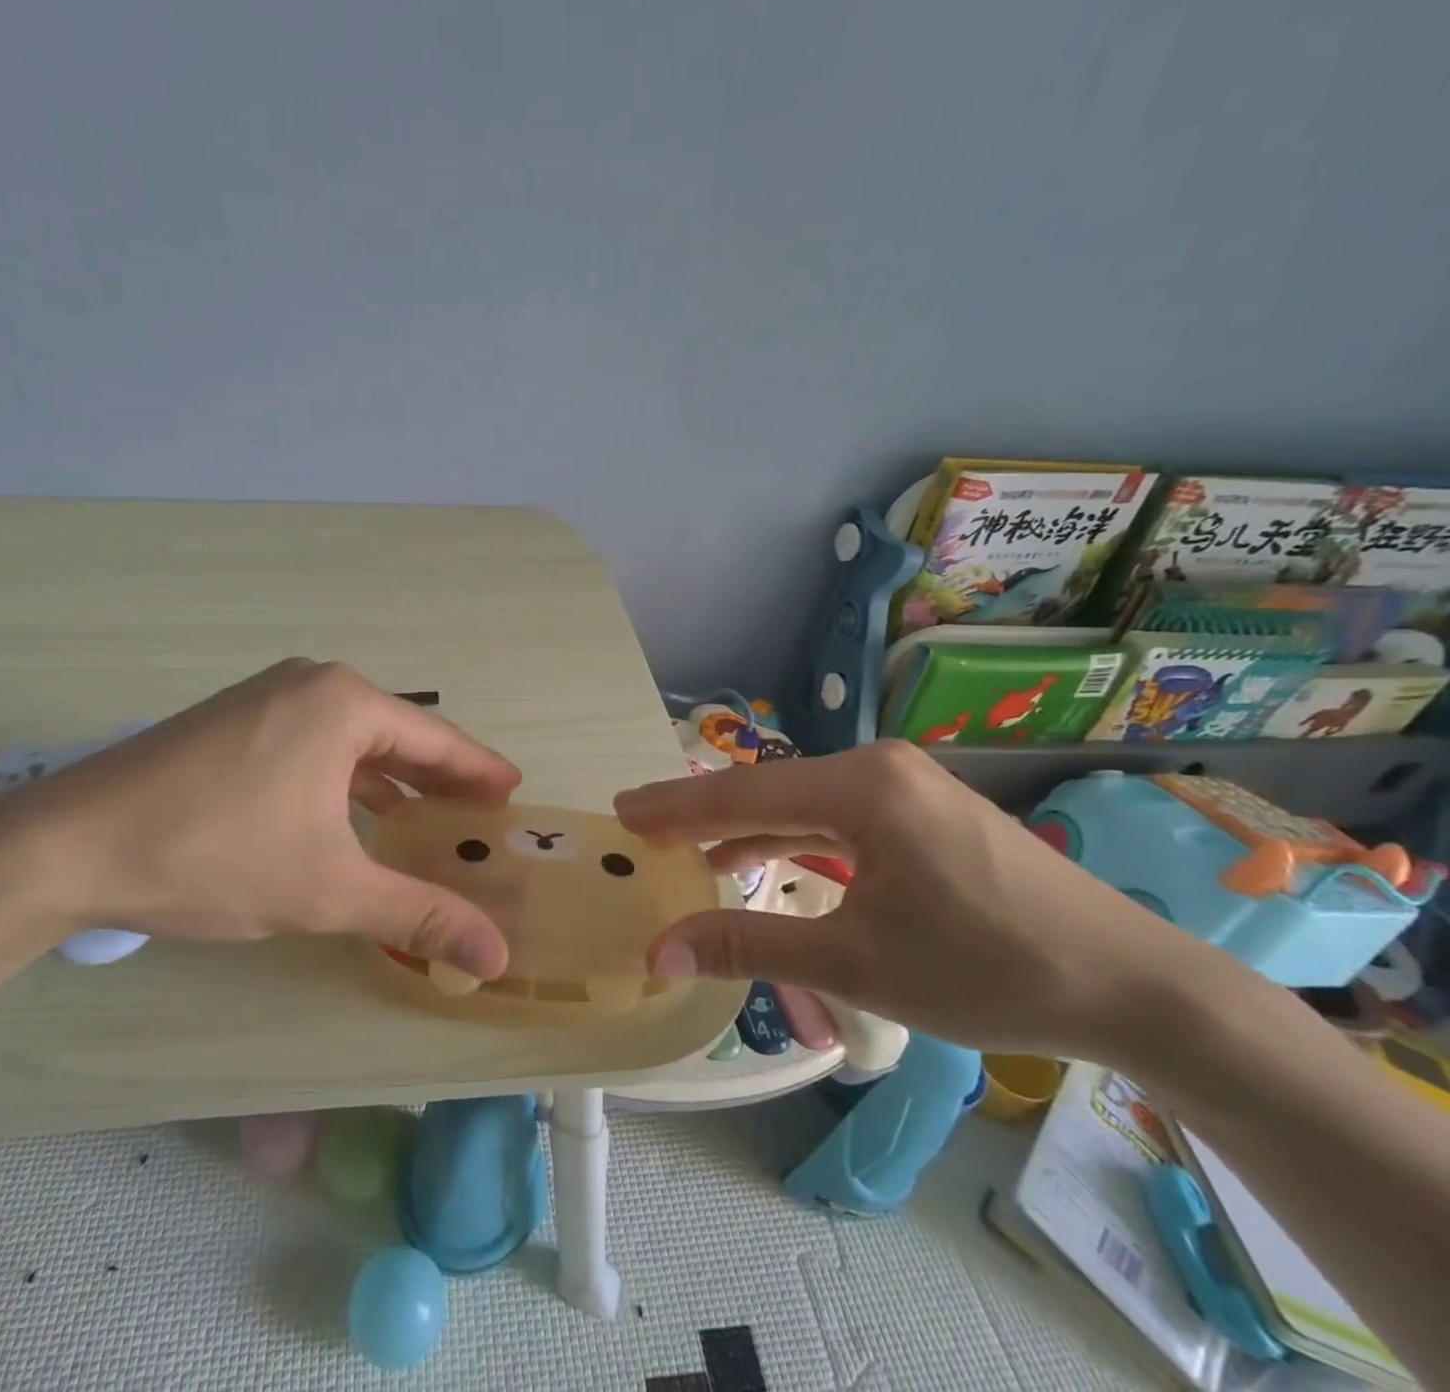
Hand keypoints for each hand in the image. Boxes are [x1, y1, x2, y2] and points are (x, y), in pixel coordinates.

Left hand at [0, 660, 521, 976]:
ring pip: (351, 741)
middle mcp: (310, 684)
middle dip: (437, 779)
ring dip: (389, 782)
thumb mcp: (328, 889)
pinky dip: (343, 781)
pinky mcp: (234, 721)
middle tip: (476, 816)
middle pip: (396, 735)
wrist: (68, 843)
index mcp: (344, 703)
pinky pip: (312, 745)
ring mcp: (266, 698)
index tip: (513, 793)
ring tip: (423, 822)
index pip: (436, 739)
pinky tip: (350, 818)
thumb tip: (496, 959)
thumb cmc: (215, 854)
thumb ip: (418, 914)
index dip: (478, 771)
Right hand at [615, 741, 1211, 1059]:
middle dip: (701, 812)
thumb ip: (749, 946)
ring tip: (687, 847)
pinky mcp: (925, 811)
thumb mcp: (855, 962)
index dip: (674, 806)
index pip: (742, 795)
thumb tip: (660, 952)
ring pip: (802, 802)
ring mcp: (907, 786)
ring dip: (746, 827)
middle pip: (769, 790)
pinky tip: (761, 858)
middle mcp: (880, 768)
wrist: (1134, 987)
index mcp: (861, 787)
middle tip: (640, 826)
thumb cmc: (988, 969)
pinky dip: (793, 837)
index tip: (620, 809)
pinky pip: (837, 816)